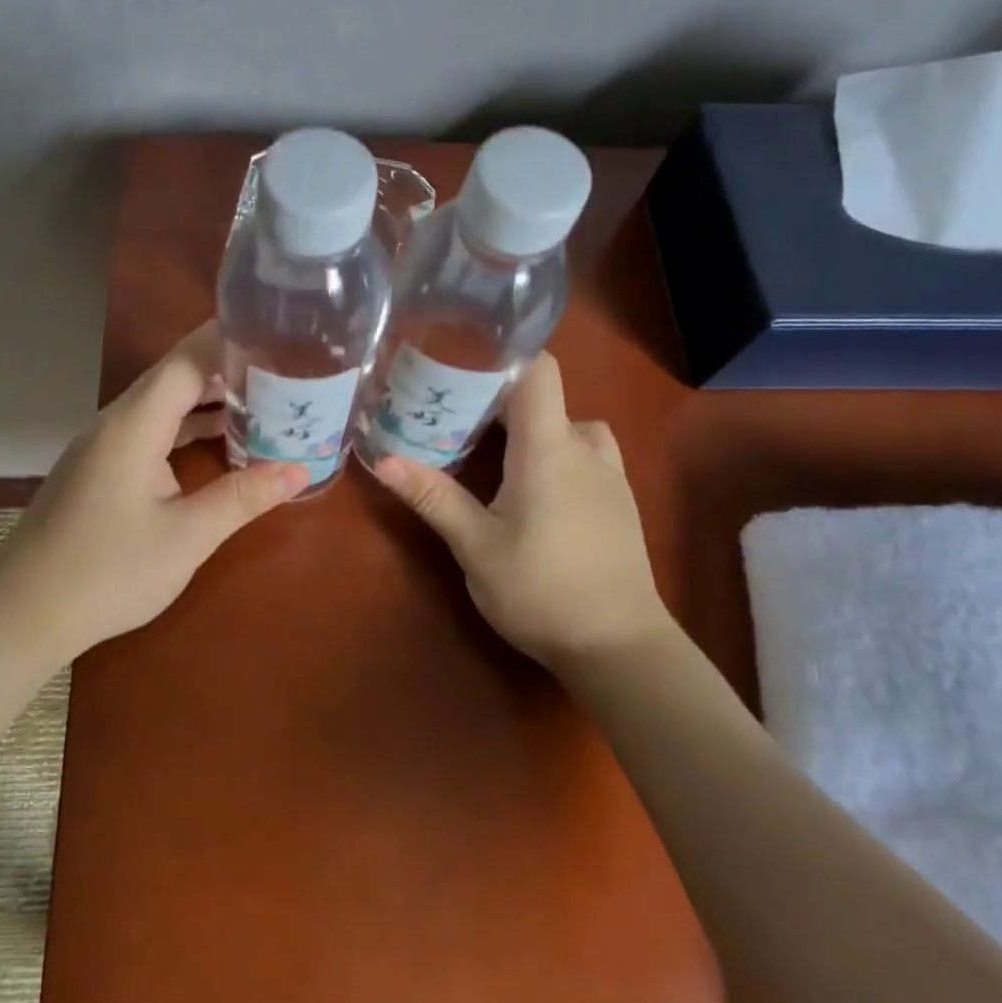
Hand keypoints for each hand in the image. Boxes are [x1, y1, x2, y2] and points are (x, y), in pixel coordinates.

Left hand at [0, 322, 307, 675]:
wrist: (22, 613)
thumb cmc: (107, 573)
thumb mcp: (186, 537)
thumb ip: (242, 497)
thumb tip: (300, 469)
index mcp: (134, 425)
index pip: (186, 360)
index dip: (229, 339)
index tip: (275, 328)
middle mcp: (115, 423)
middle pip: (175, 377)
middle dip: (227, 367)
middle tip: (283, 366)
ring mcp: (103, 446)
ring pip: (162, 406)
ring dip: (208, 400)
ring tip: (264, 397)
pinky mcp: (100, 470)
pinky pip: (151, 432)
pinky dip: (187, 428)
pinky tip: (219, 441)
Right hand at [375, 353, 672, 667]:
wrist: (619, 646)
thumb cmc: (541, 590)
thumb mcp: (476, 547)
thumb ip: (433, 497)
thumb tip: (382, 460)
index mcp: (548, 449)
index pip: (538, 371)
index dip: (504, 356)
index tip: (461, 362)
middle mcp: (584, 449)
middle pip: (547, 398)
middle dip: (500, 401)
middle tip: (455, 416)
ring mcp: (610, 475)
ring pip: (570, 427)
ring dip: (535, 429)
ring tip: (496, 453)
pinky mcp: (620, 502)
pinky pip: (586, 455)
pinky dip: (557, 454)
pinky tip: (533, 490)